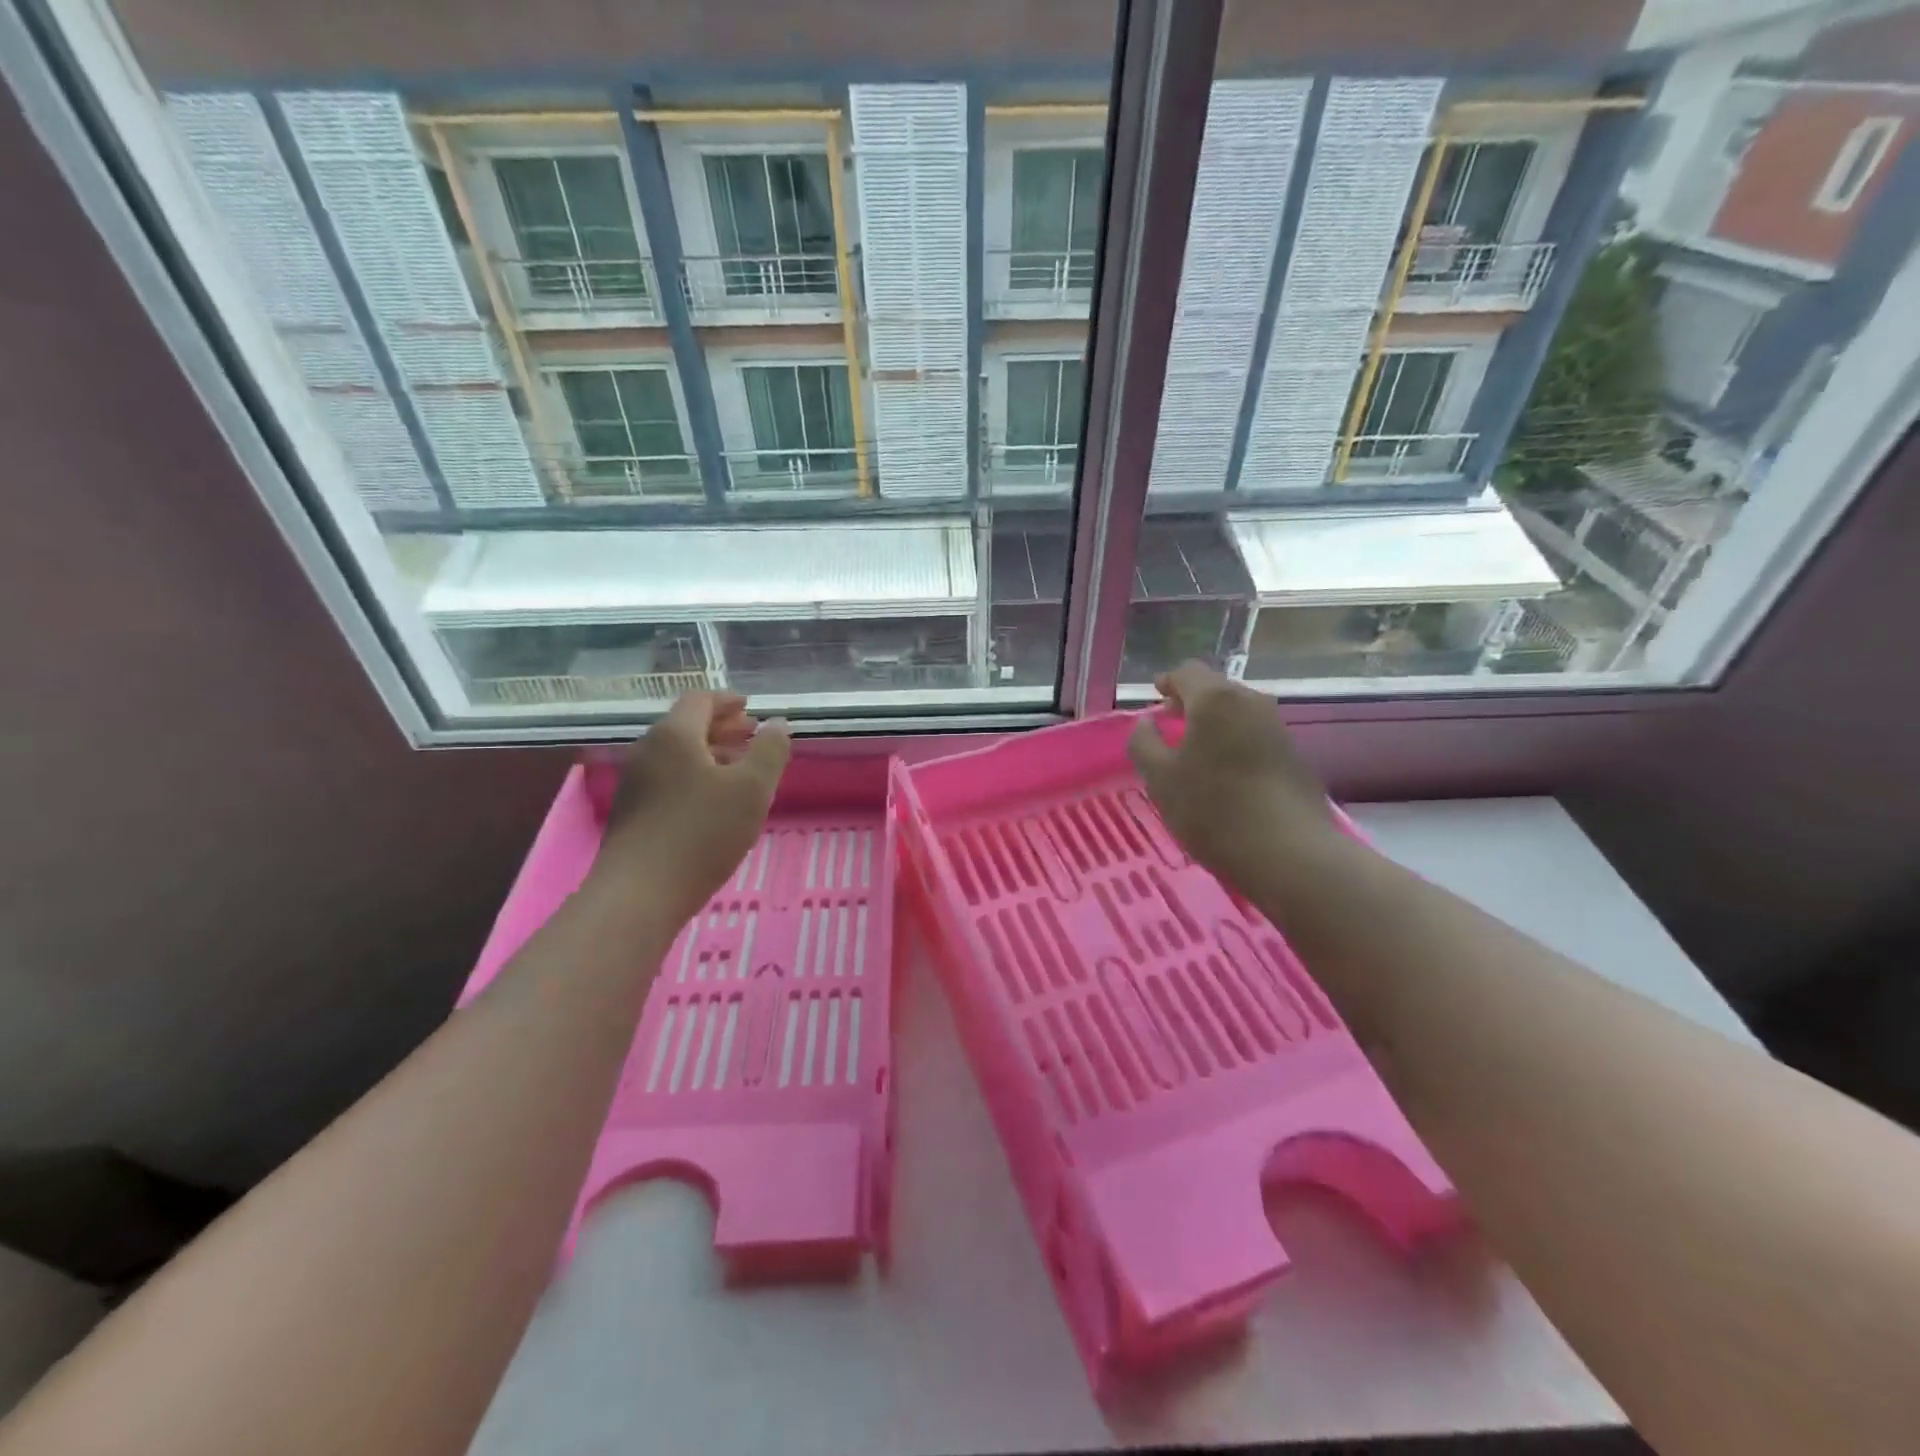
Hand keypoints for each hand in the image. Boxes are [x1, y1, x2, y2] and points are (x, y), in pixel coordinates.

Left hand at [595, 691, 791, 920]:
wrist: (639, 894)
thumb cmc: (702, 833)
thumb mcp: (752, 789)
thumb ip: (770, 751)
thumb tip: (778, 723)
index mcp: (675, 735)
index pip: (700, 700)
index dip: (728, 701)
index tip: (750, 708)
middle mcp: (648, 751)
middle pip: (686, 726)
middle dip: (721, 727)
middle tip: (751, 734)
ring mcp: (635, 783)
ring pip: (677, 755)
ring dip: (709, 753)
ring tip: (739, 770)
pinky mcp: (632, 813)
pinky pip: (668, 779)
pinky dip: (695, 776)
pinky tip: (714, 803)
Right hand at [1127, 661, 1337, 893]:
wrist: (1289, 852)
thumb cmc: (1212, 809)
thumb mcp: (1160, 778)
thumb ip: (1144, 743)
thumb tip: (1146, 722)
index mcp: (1215, 699)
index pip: (1187, 672)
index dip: (1167, 682)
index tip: (1155, 697)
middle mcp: (1251, 702)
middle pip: (1216, 689)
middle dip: (1191, 701)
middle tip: (1171, 723)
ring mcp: (1278, 727)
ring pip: (1238, 713)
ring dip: (1215, 724)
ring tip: (1196, 750)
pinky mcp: (1294, 755)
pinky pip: (1255, 735)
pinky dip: (1235, 742)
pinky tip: (1225, 773)